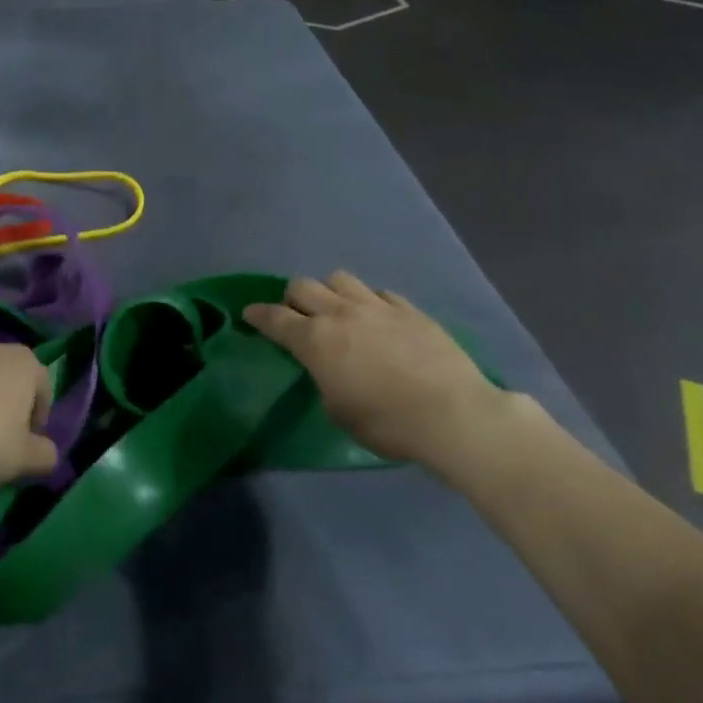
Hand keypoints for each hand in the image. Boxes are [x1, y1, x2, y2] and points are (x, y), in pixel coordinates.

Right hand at [245, 273, 515, 480]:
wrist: (452, 414)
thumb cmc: (387, 423)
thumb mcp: (339, 412)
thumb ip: (324, 380)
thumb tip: (329, 368)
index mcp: (315, 341)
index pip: (274, 318)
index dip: (258, 315)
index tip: (249, 314)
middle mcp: (340, 313)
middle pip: (302, 286)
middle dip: (292, 299)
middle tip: (297, 316)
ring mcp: (376, 306)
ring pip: (339, 278)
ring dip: (330, 292)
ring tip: (338, 310)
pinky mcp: (409, 309)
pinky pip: (379, 293)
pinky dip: (370, 302)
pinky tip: (378, 319)